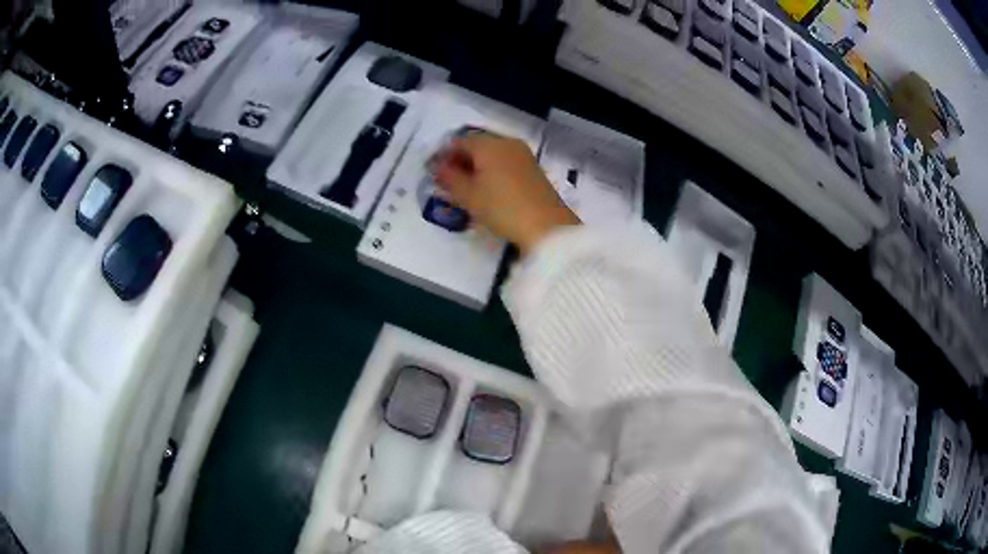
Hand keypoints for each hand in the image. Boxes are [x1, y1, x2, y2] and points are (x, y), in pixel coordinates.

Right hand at [433, 131, 579, 254]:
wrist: (546, 226)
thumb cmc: (501, 207)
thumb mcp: (468, 195)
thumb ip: (449, 178)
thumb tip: (437, 167)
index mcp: (488, 144)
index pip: (459, 142)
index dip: (443, 156)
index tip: (433, 173)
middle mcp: (507, 143)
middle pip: (477, 146)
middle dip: (460, 161)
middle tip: (447, 182)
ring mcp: (523, 155)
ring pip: (492, 155)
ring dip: (476, 168)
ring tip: (466, 189)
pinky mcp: (533, 170)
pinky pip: (505, 164)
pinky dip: (492, 173)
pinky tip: (487, 191)